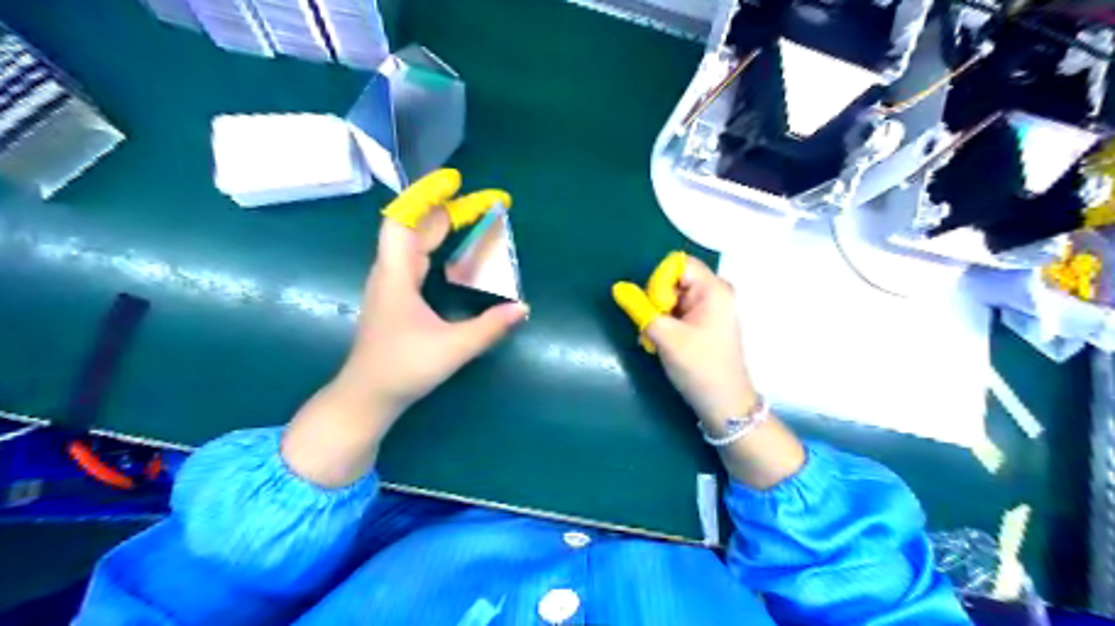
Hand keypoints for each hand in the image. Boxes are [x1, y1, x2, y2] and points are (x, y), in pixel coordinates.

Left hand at [341, 169, 530, 418]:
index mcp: (396, 275)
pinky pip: (416, 259)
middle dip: (448, 210)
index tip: (454, 182)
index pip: (404, 221)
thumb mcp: (451, 348)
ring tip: (473, 218)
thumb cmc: (403, 369)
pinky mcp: (395, 298)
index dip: (426, 196)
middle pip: (415, 227)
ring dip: (442, 226)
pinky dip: (437, 246)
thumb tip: (523, 308)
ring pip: (414, 242)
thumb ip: (489, 328)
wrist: (367, 396)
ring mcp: (390, 285)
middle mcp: (390, 273)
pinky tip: (454, 254)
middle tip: (485, 204)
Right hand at [614, 253, 751, 424]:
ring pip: (672, 297)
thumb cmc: (699, 368)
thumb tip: (618, 288)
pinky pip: (677, 310)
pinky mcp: (704, 322)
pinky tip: (662, 343)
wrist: (724, 405)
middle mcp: (715, 292)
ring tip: (656, 340)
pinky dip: (665, 323)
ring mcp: (710, 308)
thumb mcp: (667, 338)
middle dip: (656, 301)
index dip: (659, 282)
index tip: (657, 310)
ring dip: (658, 315)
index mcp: (714, 289)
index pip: (677, 264)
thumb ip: (641, 309)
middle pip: (674, 280)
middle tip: (654, 328)